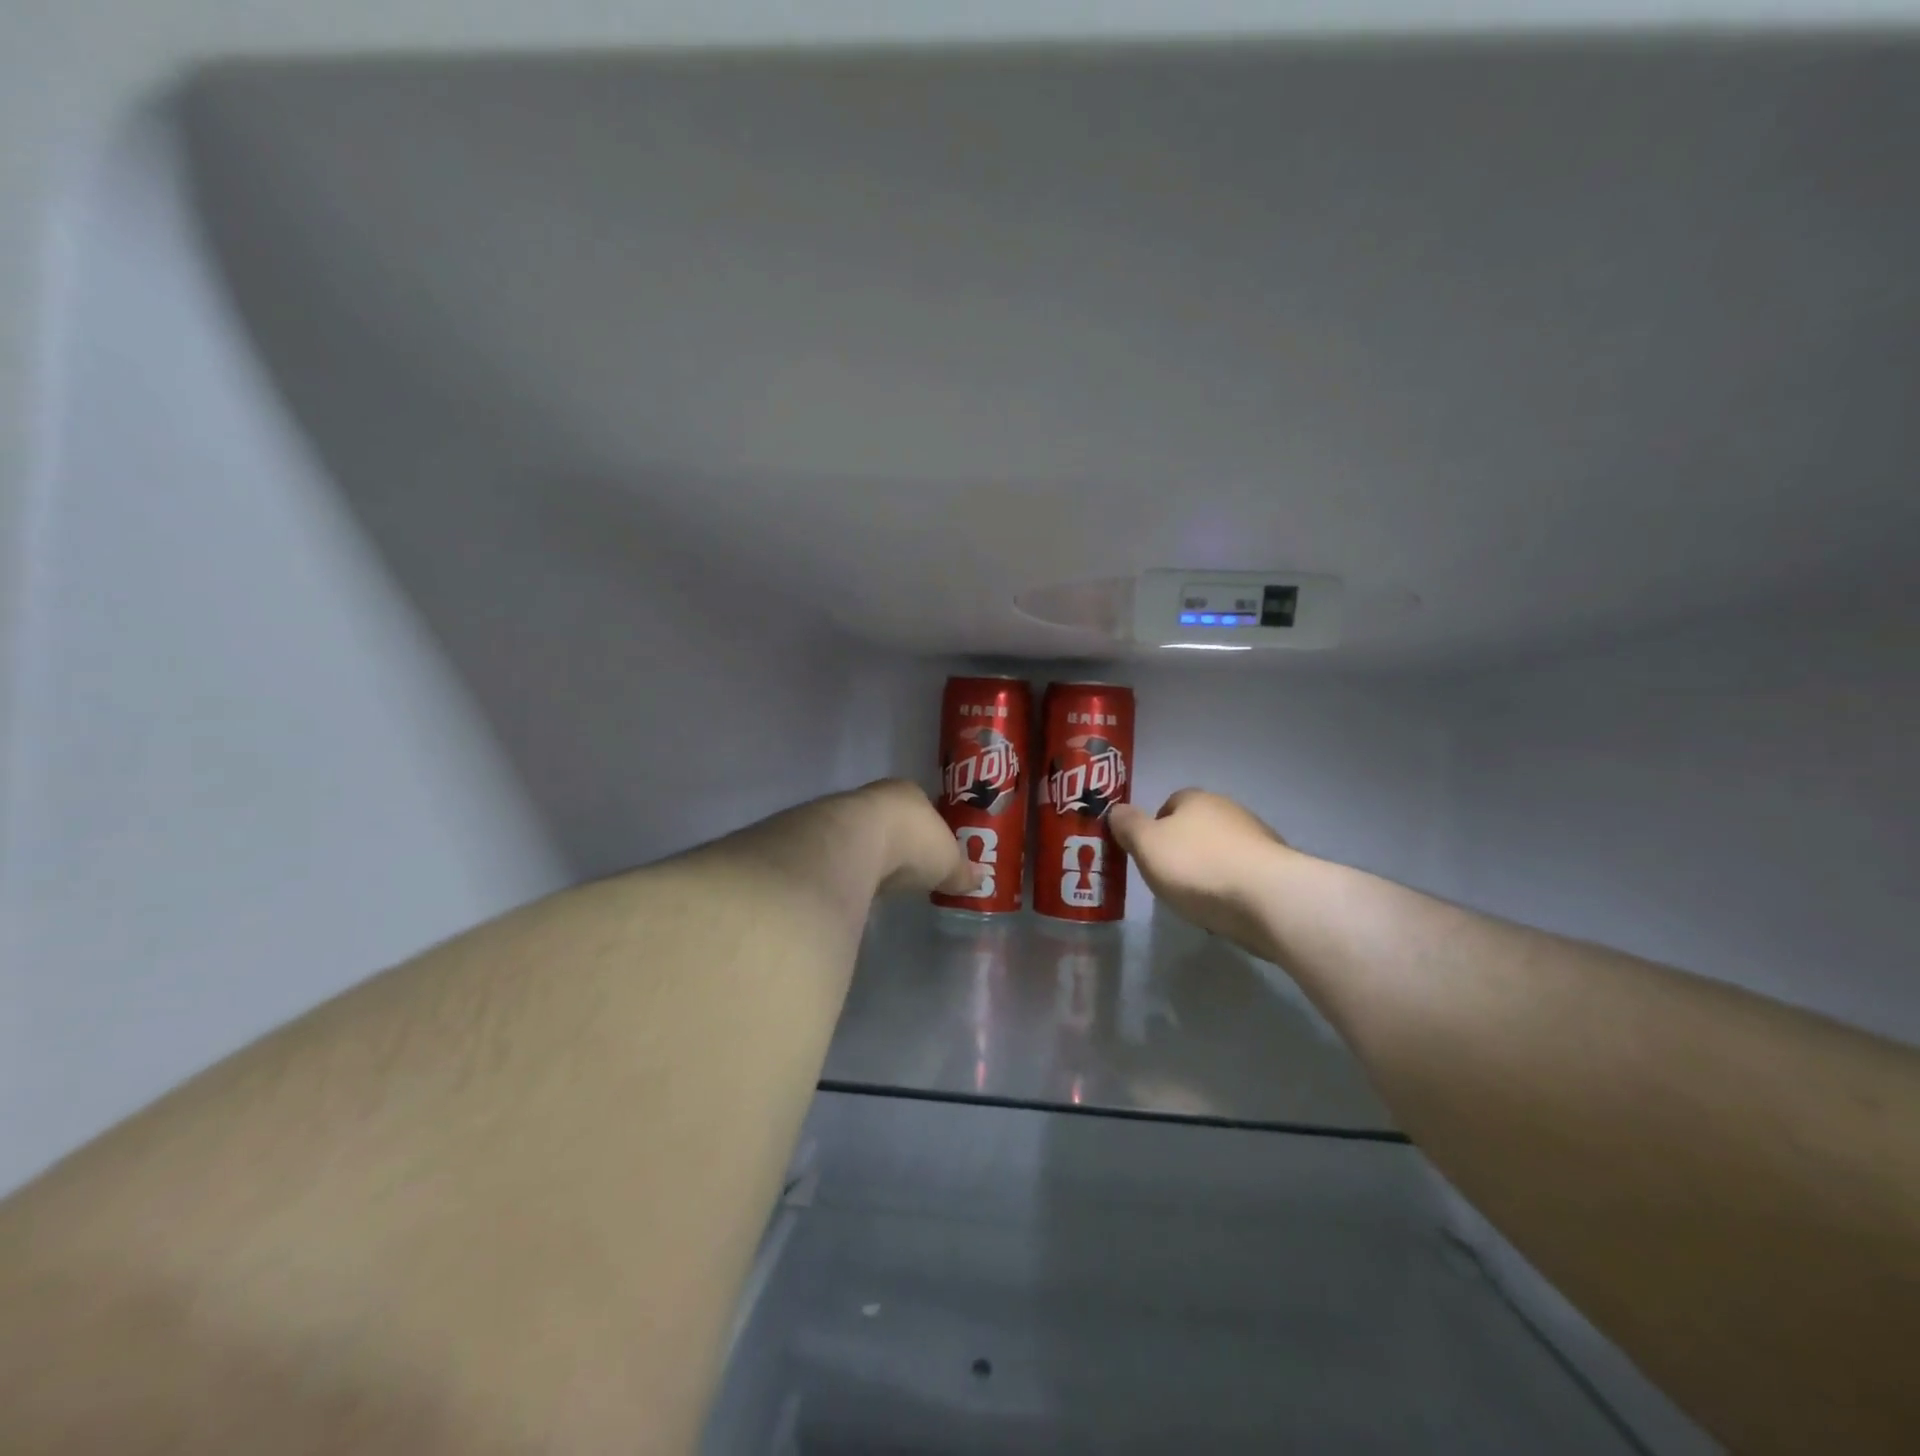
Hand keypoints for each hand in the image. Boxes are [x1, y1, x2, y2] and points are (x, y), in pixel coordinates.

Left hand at [853, 779, 982, 897]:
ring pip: (867, 834)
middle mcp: (878, 796)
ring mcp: (847, 814)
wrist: (854, 845)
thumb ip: (962, 871)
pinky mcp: (824, 837)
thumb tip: (981, 879)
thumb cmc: (913, 843)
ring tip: (884, 880)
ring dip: (874, 854)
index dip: (932, 830)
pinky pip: (846, 853)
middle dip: (902, 842)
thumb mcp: (949, 862)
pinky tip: (860, 884)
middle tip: (912, 868)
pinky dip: (854, 867)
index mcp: (911, 792)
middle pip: (895, 820)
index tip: (936, 852)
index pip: (925, 807)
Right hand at [1109, 789, 1293, 956]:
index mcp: (1196, 799)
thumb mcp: (1146, 845)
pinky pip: (1243, 875)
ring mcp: (1258, 839)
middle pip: (1197, 827)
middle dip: (1182, 849)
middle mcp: (1229, 810)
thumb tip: (1117, 810)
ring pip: (1221, 851)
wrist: (1268, 898)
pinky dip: (1231, 888)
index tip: (1147, 854)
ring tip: (1197, 899)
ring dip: (1208, 870)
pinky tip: (1224, 909)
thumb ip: (1127, 825)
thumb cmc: (1197, 866)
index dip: (1154, 826)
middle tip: (1167, 878)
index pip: (1169, 803)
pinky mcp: (1276, 869)